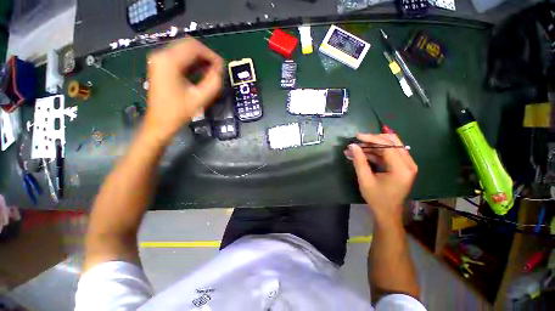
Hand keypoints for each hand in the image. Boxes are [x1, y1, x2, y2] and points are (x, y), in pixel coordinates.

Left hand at [145, 38, 223, 141]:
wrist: (160, 122)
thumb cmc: (179, 112)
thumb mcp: (200, 98)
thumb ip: (213, 83)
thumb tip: (219, 71)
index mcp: (169, 61)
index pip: (194, 47)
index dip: (211, 55)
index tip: (221, 67)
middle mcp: (161, 55)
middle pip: (188, 45)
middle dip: (205, 55)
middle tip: (217, 69)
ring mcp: (159, 60)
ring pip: (184, 50)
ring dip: (199, 59)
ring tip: (211, 72)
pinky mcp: (160, 66)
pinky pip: (179, 57)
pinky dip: (192, 62)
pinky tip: (201, 72)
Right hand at [348, 133, 417, 224]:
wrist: (388, 212)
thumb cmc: (377, 198)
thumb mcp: (365, 180)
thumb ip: (359, 161)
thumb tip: (352, 146)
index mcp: (401, 169)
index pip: (388, 145)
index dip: (371, 138)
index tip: (356, 136)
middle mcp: (408, 163)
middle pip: (393, 141)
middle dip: (373, 139)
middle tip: (358, 140)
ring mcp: (407, 164)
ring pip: (391, 145)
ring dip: (373, 145)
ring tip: (357, 147)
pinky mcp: (402, 166)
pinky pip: (390, 153)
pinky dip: (376, 152)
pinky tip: (363, 153)